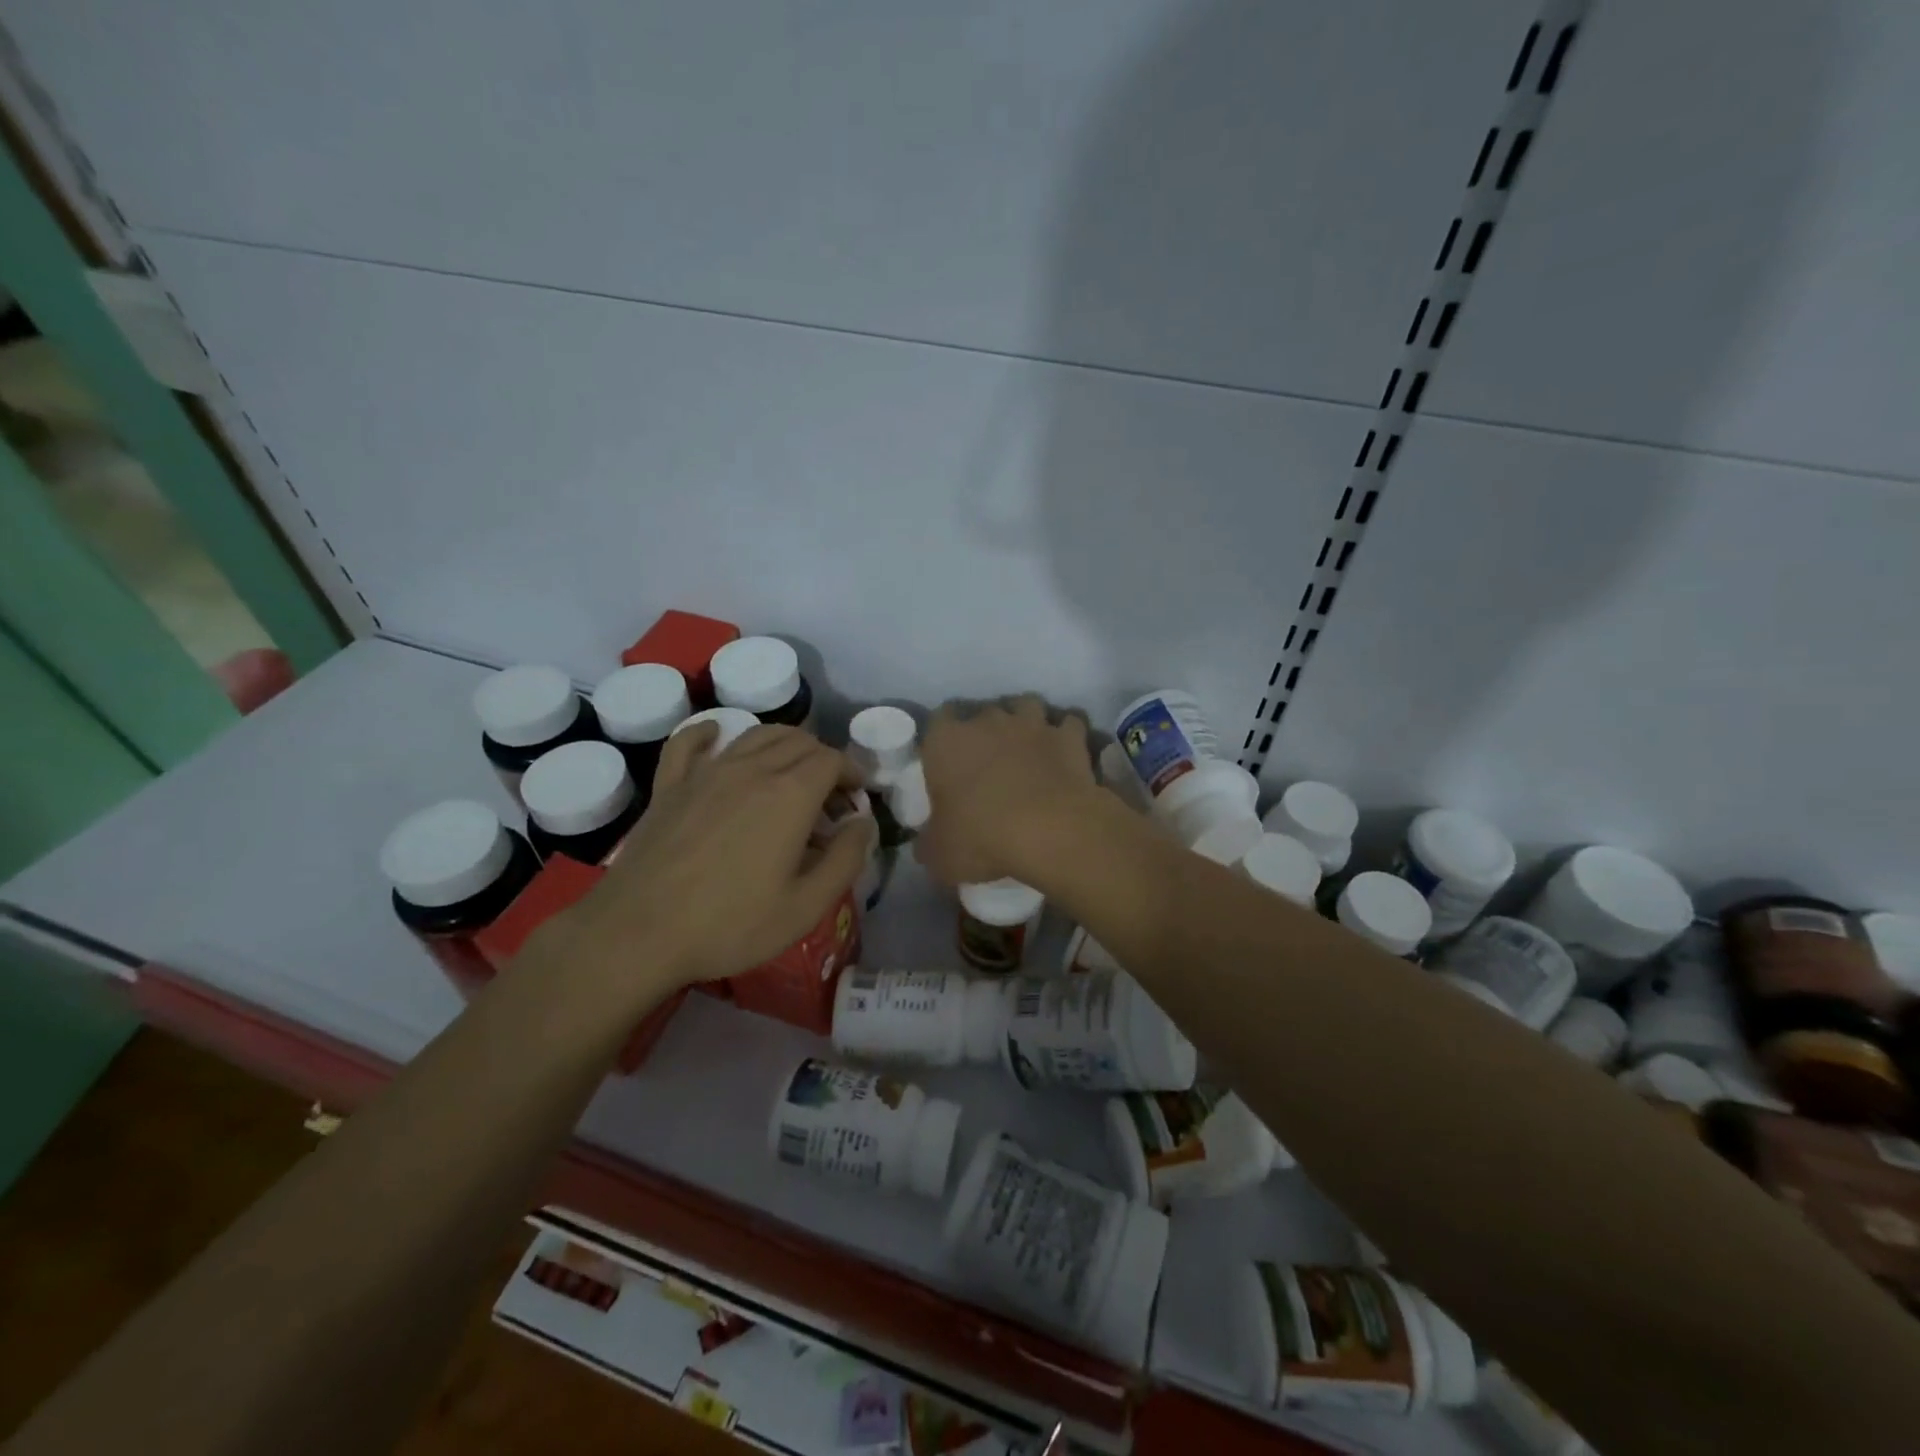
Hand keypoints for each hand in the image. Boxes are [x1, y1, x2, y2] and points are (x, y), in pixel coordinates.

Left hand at [539, 722, 874, 997]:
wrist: (638, 933)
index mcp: (790, 795)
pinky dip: (711, 733)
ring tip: (790, 775)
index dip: (851, 773)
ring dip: (783, 745)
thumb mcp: (806, 906)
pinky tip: (718, 737)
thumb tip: (863, 824)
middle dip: (823, 760)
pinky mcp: (670, 785)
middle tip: (829, 798)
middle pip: (799, 741)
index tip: (856, 799)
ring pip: (755, 734)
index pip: (832, 760)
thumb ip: (846, 859)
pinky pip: (690, 741)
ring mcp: (706, 772)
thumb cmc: (730, 924)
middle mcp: (751, 769)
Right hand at [915, 696, 1102, 886]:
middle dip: (986, 731)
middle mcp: (988, 721)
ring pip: (1026, 705)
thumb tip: (928, 844)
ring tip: (1027, 747)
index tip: (948, 758)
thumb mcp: (939, 854)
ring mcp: (1032, 724)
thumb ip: (929, 843)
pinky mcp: (1069, 736)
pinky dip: (1066, 735)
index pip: (938, 719)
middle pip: (983, 712)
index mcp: (946, 741)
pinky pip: (1068, 724)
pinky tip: (1065, 754)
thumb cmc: (982, 838)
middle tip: (989, 762)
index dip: (943, 736)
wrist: (1052, 832)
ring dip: (1025, 722)